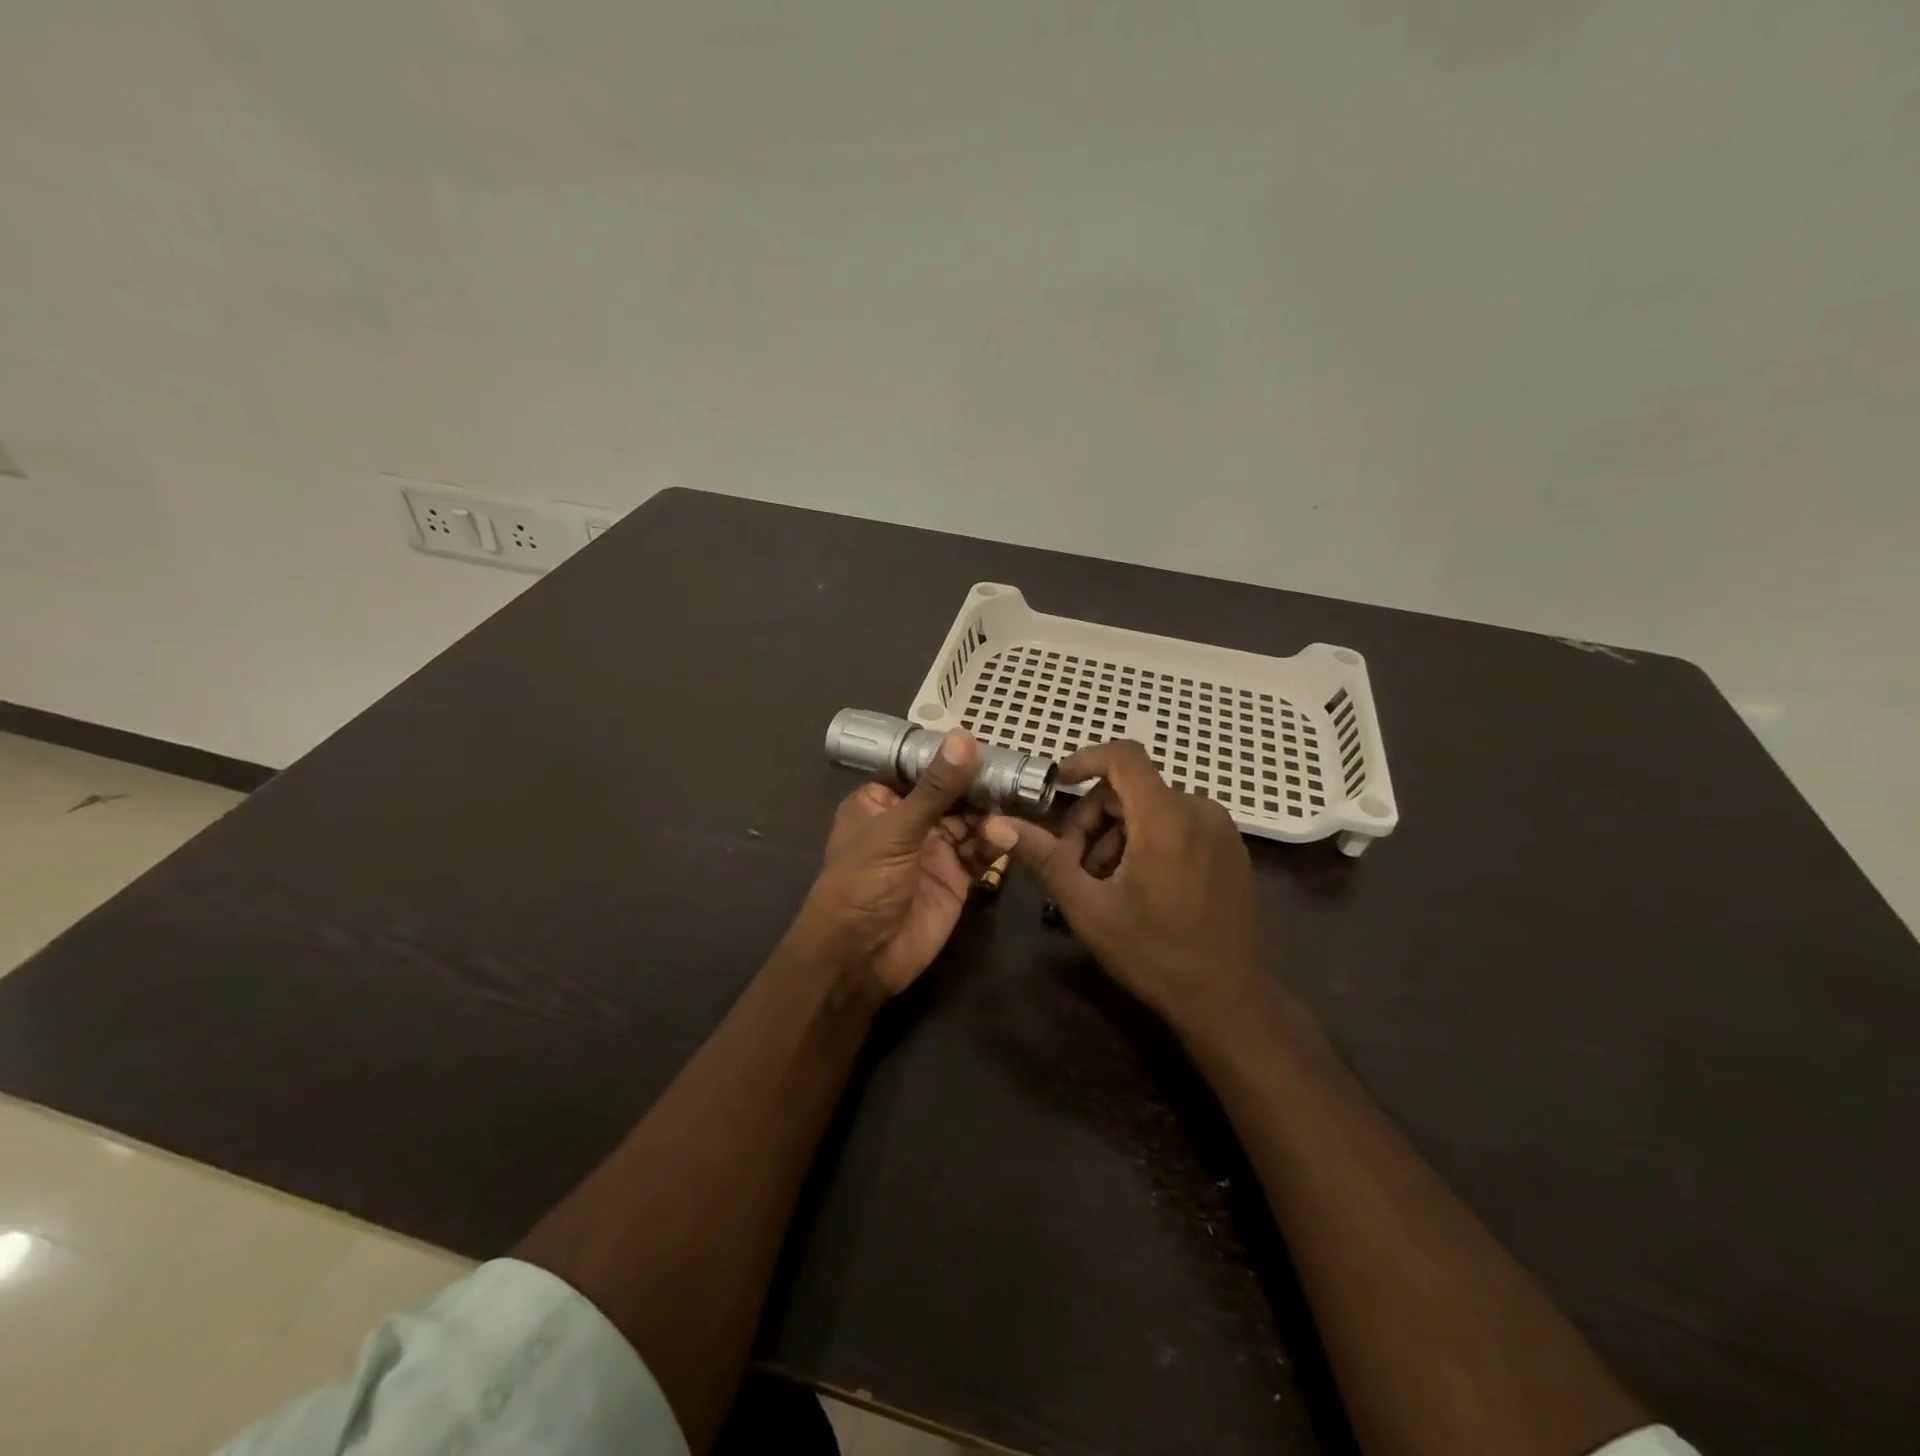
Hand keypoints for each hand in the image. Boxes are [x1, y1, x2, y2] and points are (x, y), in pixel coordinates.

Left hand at [796, 730, 1015, 996]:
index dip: (949, 755)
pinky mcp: (956, 877)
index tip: (986, 739)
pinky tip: (1005, 838)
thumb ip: (935, 788)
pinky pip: (981, 851)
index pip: (919, 767)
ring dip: (990, 813)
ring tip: (1011, 805)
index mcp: (881, 802)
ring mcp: (934, 849)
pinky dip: (995, 843)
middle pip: (951, 792)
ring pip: (970, 820)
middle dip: (978, 784)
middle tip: (1013, 772)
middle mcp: (909, 821)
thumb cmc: (862, 883)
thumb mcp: (897, 830)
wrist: (861, 958)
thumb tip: (964, 738)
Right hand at [993, 740, 1263, 1031]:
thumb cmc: (1153, 953)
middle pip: (1131, 788)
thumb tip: (996, 824)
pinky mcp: (1230, 848)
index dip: (1085, 760)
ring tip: (1103, 883)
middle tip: (1074, 865)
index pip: (1123, 756)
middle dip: (1093, 818)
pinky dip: (1148, 840)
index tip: (1056, 784)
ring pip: (1152, 807)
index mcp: (1166, 818)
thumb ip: (1044, 857)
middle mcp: (1199, 811)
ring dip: (1118, 834)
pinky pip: (1178, 823)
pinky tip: (1137, 884)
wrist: (1226, 1000)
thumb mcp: (1088, 907)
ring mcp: (1221, 830)